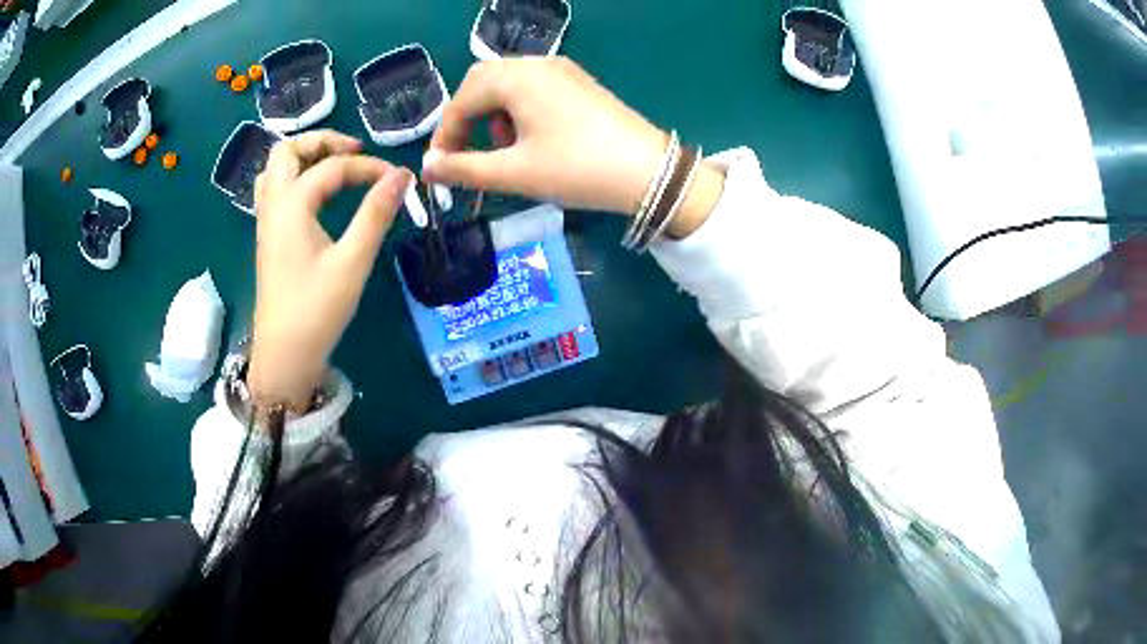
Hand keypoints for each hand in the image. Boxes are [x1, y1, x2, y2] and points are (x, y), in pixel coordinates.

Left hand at [248, 131, 411, 408]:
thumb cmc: (317, 309)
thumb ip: (376, 213)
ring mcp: (265, 222)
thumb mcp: (353, 260)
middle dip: (322, 141)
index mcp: (292, 205)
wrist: (284, 354)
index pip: (333, 167)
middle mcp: (273, 205)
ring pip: (275, 169)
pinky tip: (313, 195)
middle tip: (354, 151)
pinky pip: (273, 190)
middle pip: (287, 151)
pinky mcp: (267, 238)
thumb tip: (401, 175)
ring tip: (334, 166)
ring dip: (303, 157)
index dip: (368, 167)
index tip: (398, 179)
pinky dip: (293, 178)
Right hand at [424, 57, 668, 214]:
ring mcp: (562, 70)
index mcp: (517, 78)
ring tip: (504, 149)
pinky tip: (532, 138)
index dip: (445, 134)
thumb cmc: (577, 169)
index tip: (440, 167)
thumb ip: (464, 169)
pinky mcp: (579, 82)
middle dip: (467, 117)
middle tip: (467, 152)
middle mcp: (538, 64)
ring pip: (509, 83)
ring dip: (493, 113)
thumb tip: (427, 168)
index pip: (462, 99)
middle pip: (483, 81)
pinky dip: (519, 109)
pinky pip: (534, 87)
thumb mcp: (514, 173)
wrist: (650, 173)